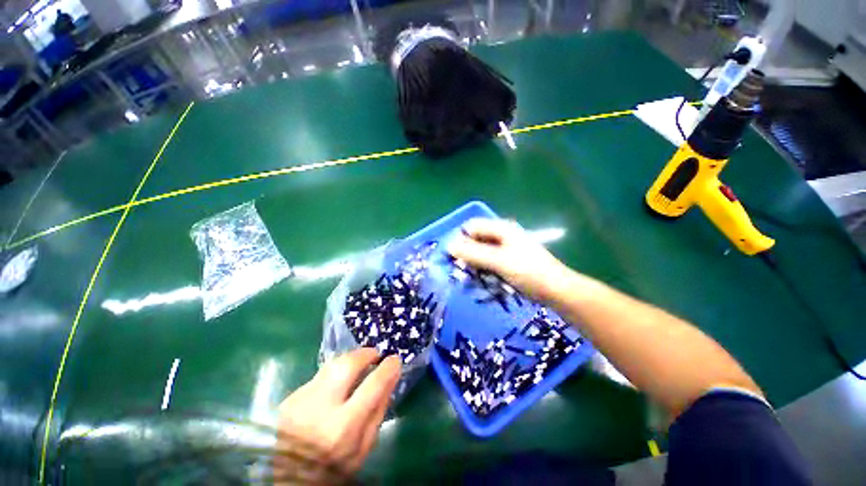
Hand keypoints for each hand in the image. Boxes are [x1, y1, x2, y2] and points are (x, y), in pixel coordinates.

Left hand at [275, 349, 400, 479]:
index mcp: (343, 428)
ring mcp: (300, 401)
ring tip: (359, 364)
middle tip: (375, 354)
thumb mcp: (364, 447)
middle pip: (347, 364)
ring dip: (350, 361)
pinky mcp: (289, 398)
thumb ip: (379, 410)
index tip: (395, 360)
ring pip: (332, 365)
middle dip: (365, 354)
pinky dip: (333, 375)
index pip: (373, 385)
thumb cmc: (333, 468)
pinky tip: (336, 386)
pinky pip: (319, 376)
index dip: (388, 368)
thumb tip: (391, 377)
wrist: (289, 480)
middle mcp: (320, 408)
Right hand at [448, 218, 570, 300]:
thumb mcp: (498, 261)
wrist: (556, 290)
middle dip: (466, 254)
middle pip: (475, 239)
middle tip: (461, 271)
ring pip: (480, 253)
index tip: (452, 257)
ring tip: (470, 279)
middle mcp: (502, 235)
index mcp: (501, 229)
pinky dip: (482, 270)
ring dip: (473, 265)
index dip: (460, 239)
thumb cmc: (528, 271)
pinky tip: (481, 281)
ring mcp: (505, 249)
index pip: (472, 227)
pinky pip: (488, 262)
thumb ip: (473, 253)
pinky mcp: (507, 262)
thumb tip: (448, 246)